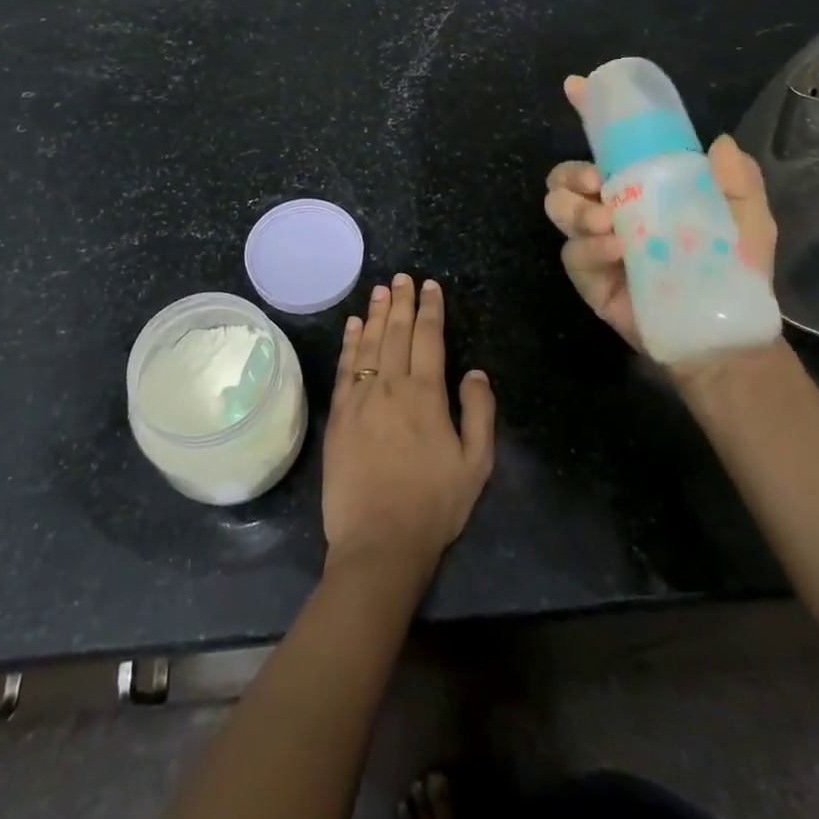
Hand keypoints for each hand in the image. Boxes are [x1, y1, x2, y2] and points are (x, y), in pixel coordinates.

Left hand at [323, 276, 495, 583]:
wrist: (379, 541)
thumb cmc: (433, 504)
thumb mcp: (476, 464)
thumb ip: (479, 412)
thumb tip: (475, 371)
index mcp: (426, 394)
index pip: (428, 338)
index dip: (430, 309)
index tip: (431, 286)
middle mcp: (390, 385)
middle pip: (396, 332)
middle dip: (402, 301)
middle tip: (403, 277)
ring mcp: (360, 398)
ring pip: (369, 343)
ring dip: (376, 313)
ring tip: (381, 290)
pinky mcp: (339, 414)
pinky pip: (345, 367)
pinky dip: (350, 342)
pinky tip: (353, 325)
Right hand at [543, 73, 778, 353]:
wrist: (724, 331)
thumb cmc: (734, 268)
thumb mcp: (748, 217)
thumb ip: (738, 180)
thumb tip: (718, 142)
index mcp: (641, 185)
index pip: (607, 145)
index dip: (588, 113)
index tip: (575, 87)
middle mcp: (610, 208)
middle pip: (565, 176)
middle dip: (571, 173)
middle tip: (597, 183)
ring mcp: (595, 243)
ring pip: (557, 208)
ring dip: (575, 209)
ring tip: (609, 223)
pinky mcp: (588, 277)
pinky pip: (572, 253)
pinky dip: (591, 246)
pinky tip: (618, 250)